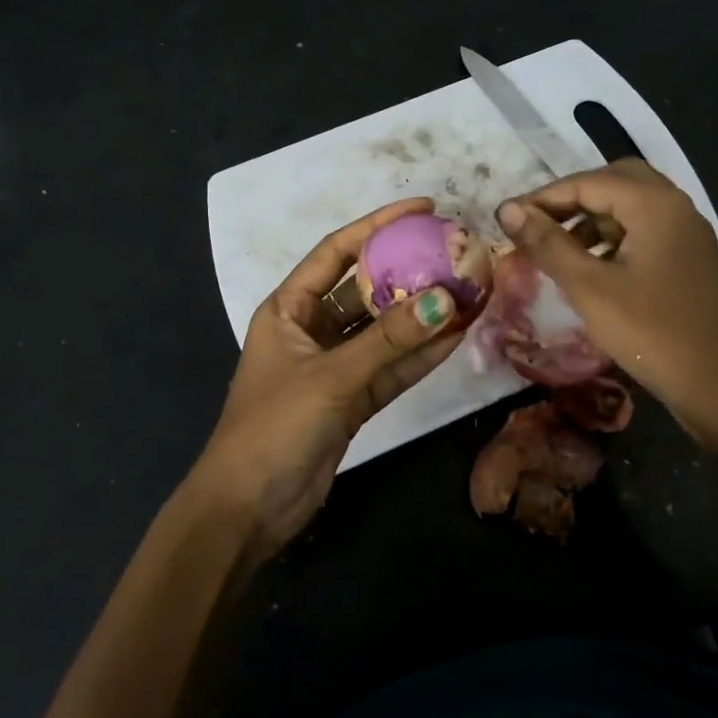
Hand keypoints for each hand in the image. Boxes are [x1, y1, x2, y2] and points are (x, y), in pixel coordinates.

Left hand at [190, 199, 466, 559]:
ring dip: (422, 315)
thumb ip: (389, 341)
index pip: (337, 251)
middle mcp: (312, 329)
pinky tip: (457, 335)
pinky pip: (392, 367)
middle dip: (408, 271)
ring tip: (469, 290)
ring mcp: (334, 365)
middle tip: (455, 252)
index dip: (378, 225)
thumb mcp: (332, 377)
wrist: (249, 509)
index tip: (423, 208)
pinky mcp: (352, 400)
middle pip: (366, 288)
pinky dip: (421, 355)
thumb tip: (447, 300)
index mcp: (289, 308)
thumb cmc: (274, 427)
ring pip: (385, 330)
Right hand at [497, 160, 717, 438]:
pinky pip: (645, 232)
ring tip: (558, 249)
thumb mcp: (589, 287)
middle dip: (572, 199)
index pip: (588, 182)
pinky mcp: (690, 260)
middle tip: (538, 225)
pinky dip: (614, 239)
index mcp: (654, 205)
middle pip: (615, 182)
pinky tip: (593, 269)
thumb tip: (507, 209)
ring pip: (632, 208)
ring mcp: (687, 234)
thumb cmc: (651, 334)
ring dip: (592, 219)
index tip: (506, 219)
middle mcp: (675, 207)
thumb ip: (547, 243)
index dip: (542, 198)